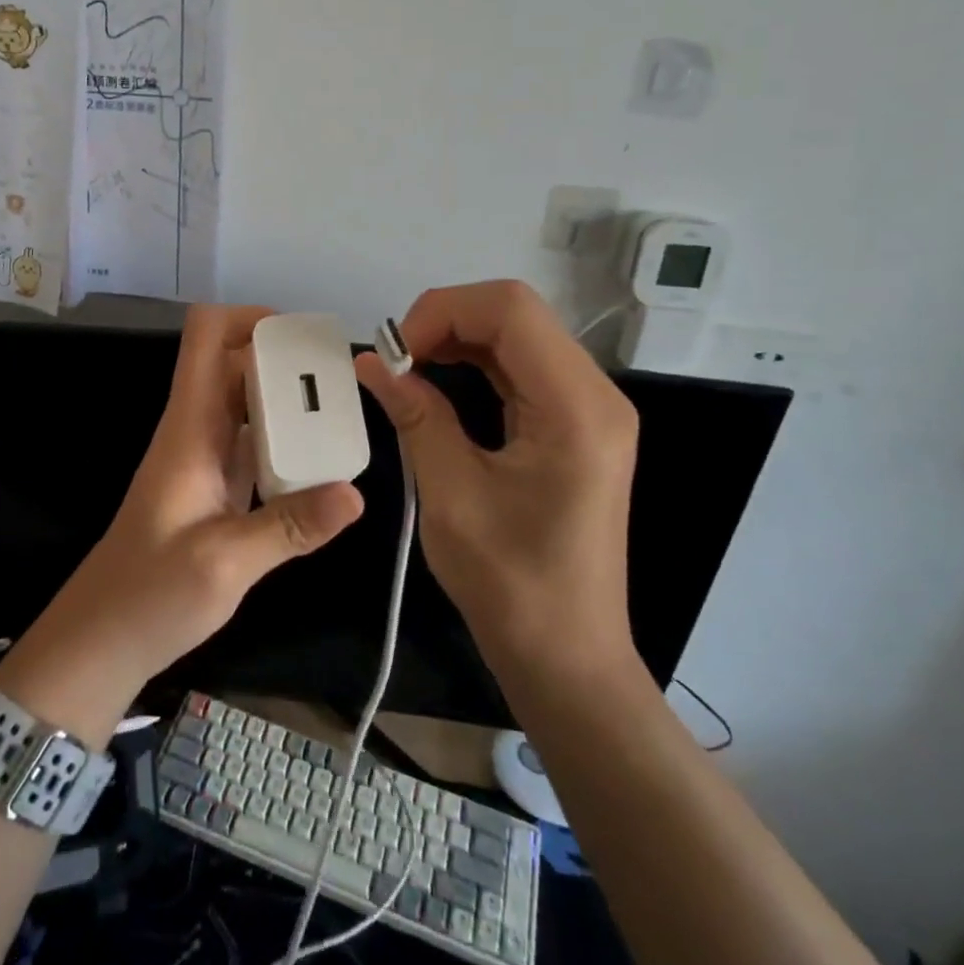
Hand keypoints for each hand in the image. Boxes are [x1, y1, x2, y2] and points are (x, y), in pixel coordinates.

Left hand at [0, 306, 364, 742]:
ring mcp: (205, 457)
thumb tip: (356, 493)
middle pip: (237, 363)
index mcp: (189, 427)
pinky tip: (322, 461)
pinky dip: (286, 438)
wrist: (103, 638)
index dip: (249, 319)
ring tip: (342, 412)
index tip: (301, 337)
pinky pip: (254, 441)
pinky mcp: (216, 486)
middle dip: (286, 359)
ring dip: (290, 399)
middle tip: (342, 379)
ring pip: (248, 402)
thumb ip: (289, 527)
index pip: (206, 337)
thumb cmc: (150, 594)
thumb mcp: (224, 564)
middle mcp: (197, 429)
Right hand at [353, 281, 640, 678]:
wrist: (567, 655)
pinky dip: (474, 361)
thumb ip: (415, 415)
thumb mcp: (451, 495)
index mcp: (575, 407)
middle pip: (515, 313)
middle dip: (446, 320)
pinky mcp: (575, 424)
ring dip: (457, 338)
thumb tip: (370, 362)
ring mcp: (589, 408)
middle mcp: (594, 394)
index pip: (510, 309)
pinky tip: (438, 382)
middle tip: (397, 362)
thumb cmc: (511, 584)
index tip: (395, 354)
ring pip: (517, 334)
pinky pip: (521, 366)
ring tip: (409, 369)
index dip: (442, 311)